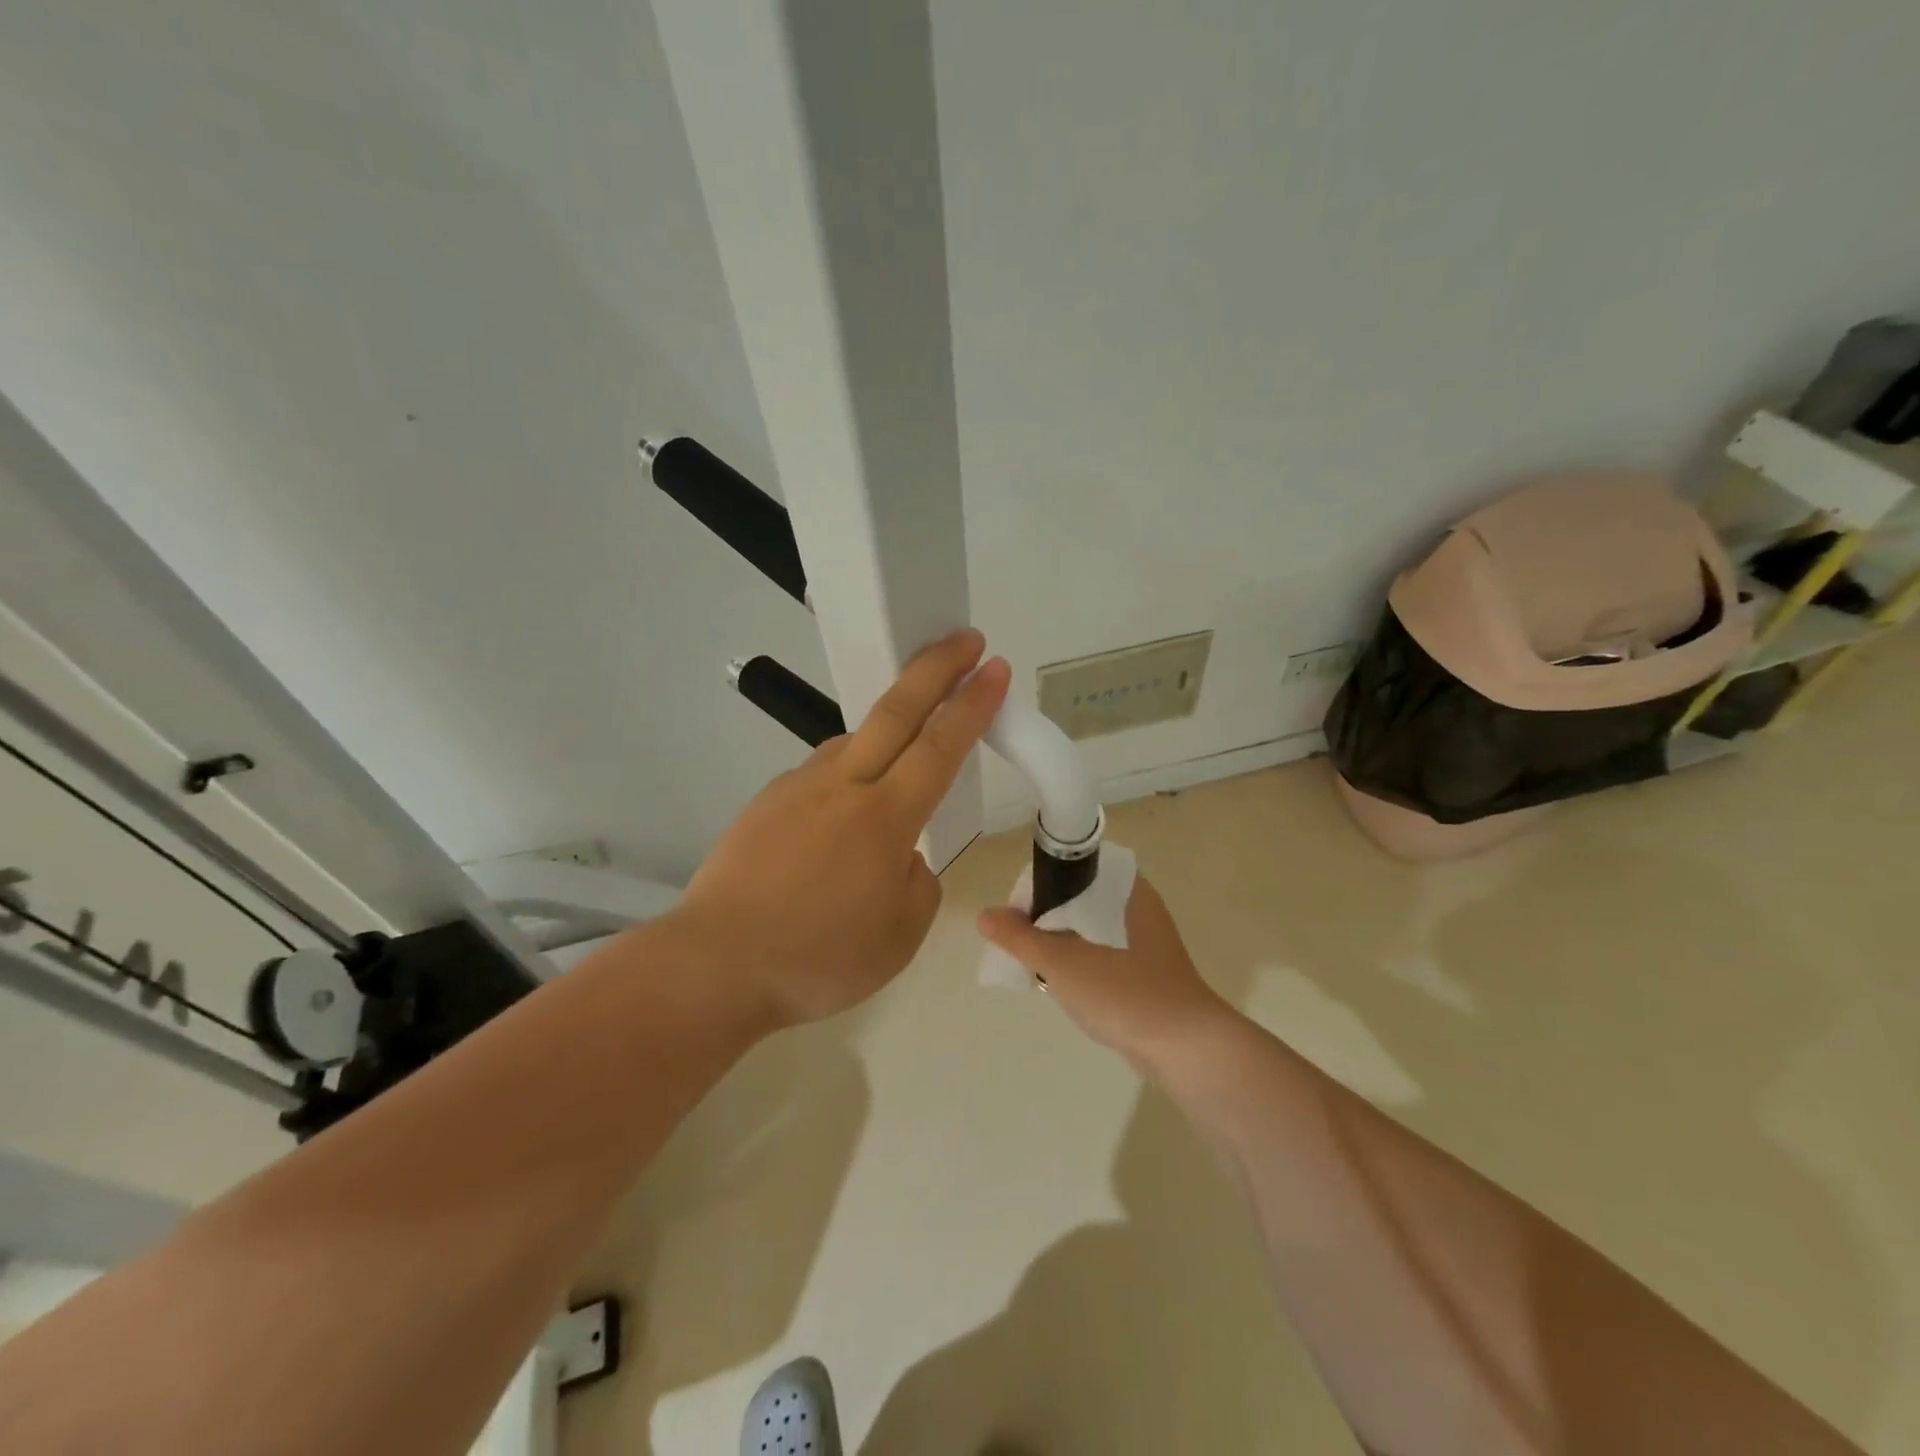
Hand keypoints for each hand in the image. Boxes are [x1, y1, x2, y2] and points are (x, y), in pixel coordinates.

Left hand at [676, 629, 1010, 1027]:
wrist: (715, 964)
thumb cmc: (819, 958)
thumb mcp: (901, 935)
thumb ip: (916, 881)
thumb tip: (902, 855)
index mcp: (884, 818)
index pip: (940, 746)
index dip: (973, 704)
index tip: (995, 667)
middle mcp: (842, 786)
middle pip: (896, 710)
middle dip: (936, 667)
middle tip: (965, 639)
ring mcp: (798, 788)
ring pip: (854, 743)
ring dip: (887, 731)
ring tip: (900, 763)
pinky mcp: (766, 802)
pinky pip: (821, 777)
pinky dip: (846, 779)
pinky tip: (838, 821)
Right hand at [977, 876, 1235, 1073]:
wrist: (1186, 1049)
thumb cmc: (1126, 993)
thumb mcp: (1064, 963)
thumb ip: (1021, 938)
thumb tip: (985, 915)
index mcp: (1126, 889)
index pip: (1074, 868)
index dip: (1041, 884)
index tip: (1017, 913)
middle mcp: (1138, 907)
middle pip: (1078, 899)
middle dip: (1046, 919)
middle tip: (1021, 943)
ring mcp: (1145, 941)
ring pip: (1089, 930)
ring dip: (1061, 944)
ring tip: (1036, 966)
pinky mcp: (1146, 972)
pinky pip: (1102, 955)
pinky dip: (1080, 964)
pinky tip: (1064, 986)